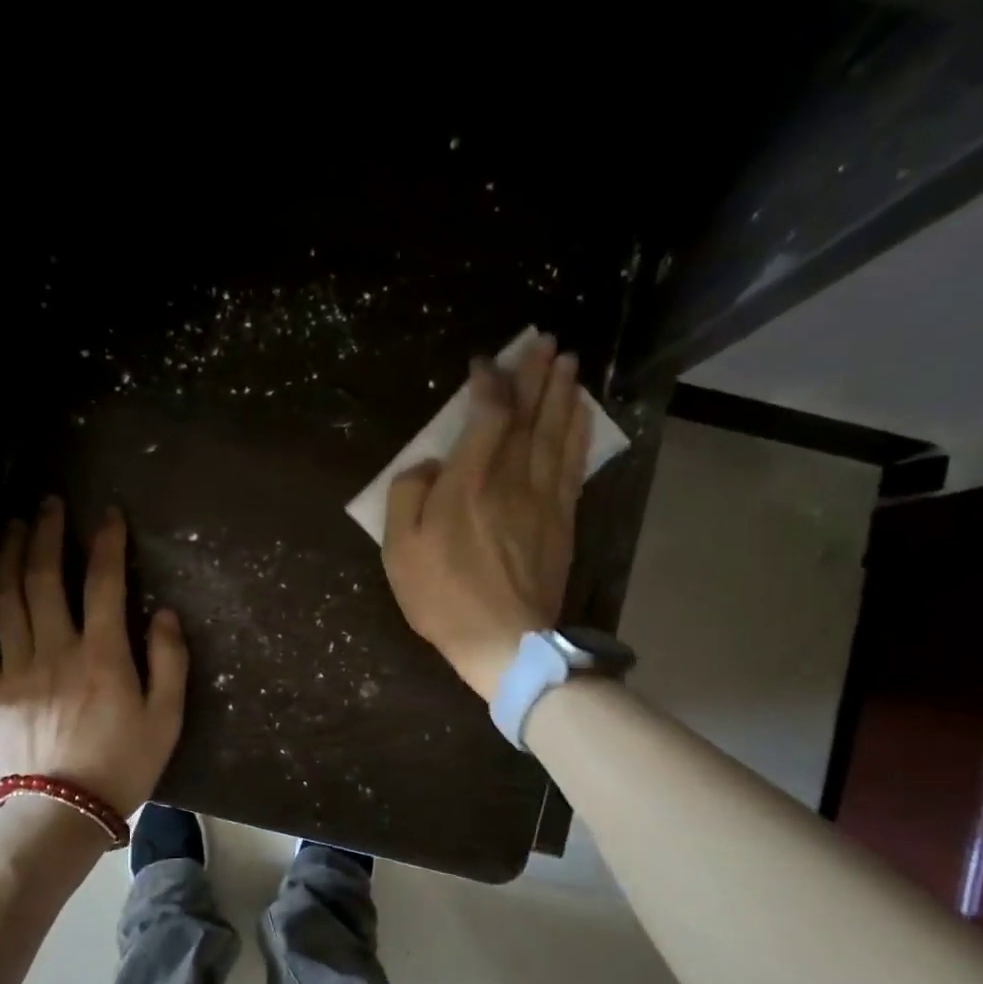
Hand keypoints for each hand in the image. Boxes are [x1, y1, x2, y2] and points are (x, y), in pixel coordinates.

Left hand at [0, 500, 188, 819]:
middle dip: (46, 534)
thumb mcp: (166, 717)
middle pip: (43, 578)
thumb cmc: (123, 764)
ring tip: (12, 527)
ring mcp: (17, 668)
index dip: (107, 542)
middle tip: (48, 504)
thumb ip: (170, 661)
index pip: (103, 582)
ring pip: (4, 599)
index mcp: (101, 655)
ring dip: (7, 556)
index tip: (109, 514)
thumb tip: (165, 613)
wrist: (63, 811)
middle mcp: (55, 650)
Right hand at [381, 335, 590, 701]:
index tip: (484, 363)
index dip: (489, 384)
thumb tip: (430, 464)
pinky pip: (573, 464)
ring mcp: (543, 499)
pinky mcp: (562, 520)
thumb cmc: (442, 596)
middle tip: (544, 341)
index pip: (488, 415)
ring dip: (562, 394)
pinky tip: (582, 414)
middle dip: (535, 375)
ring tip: (567, 362)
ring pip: (556, 434)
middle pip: (529, 415)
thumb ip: (408, 495)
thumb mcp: (400, 549)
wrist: (503, 641)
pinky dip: (579, 433)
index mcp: (469, 483)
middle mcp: (511, 479)